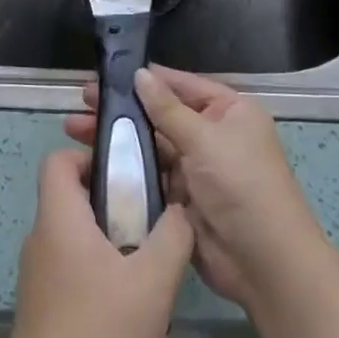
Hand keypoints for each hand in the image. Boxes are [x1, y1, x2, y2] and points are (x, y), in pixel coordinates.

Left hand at [1, 149, 194, 337]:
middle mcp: (41, 241)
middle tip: (152, 230)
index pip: (58, 160)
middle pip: (75, 202)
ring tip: (153, 287)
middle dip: (118, 209)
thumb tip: (179, 210)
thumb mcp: (153, 280)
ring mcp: (39, 279)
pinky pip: (78, 280)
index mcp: (59, 219)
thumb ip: (173, 234)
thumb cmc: (101, 335)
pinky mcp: (43, 312)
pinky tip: (139, 332)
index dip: (91, 157)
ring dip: (118, 256)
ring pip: (82, 245)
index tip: (128, 177)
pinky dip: (107, 290)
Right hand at [65, 66, 328, 314]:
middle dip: (123, 110)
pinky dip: (125, 170)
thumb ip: (167, 108)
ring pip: (150, 146)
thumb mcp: (205, 139)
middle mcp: (213, 135)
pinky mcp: (181, 199)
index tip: (105, 76)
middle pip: (161, 115)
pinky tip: (92, 163)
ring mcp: (196, 168)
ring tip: (73, 130)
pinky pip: (149, 177)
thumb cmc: (241, 186)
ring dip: (118, 139)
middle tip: (80, 103)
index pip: (181, 85)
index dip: (145, 80)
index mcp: (229, 111)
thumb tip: (140, 74)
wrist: (264, 263)